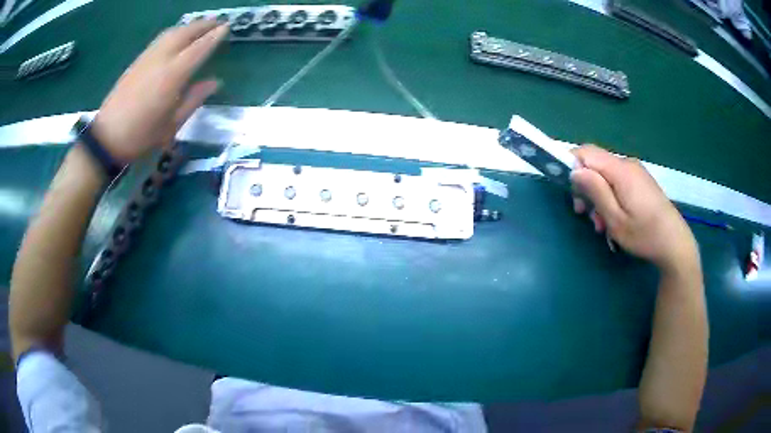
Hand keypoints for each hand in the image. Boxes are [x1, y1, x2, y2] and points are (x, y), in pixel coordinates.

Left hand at [92, 20, 228, 162]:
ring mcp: (147, 58)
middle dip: (203, 25)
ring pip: (172, 33)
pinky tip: (177, 37)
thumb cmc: (142, 135)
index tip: (227, 27)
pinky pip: (160, 39)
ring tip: (200, 26)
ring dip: (189, 26)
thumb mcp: (173, 124)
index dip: (214, 36)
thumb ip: (195, 98)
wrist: (108, 137)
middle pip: (186, 33)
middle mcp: (161, 59)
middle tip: (217, 23)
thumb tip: (215, 82)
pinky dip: (174, 33)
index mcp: (173, 75)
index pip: (199, 48)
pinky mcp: (137, 61)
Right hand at [570, 145, 698, 272]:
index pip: (587, 152)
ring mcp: (636, 173)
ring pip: (606, 176)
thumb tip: (575, 170)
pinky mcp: (641, 182)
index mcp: (621, 171)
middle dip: (585, 186)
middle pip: (596, 164)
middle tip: (584, 214)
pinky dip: (610, 197)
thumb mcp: (616, 219)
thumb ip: (596, 191)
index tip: (567, 188)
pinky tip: (614, 219)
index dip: (571, 163)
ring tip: (601, 224)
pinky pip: (618, 182)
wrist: (675, 244)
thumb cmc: (645, 235)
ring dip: (598, 196)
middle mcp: (628, 165)